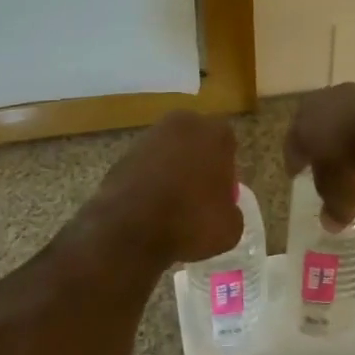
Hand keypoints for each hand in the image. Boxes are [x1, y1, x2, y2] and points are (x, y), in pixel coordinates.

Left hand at [90, 112, 241, 265]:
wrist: (129, 230)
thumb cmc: (189, 221)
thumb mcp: (230, 227)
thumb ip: (231, 209)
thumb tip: (223, 209)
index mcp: (214, 133)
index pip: (227, 144)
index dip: (226, 170)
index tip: (221, 194)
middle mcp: (182, 125)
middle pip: (196, 141)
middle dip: (198, 162)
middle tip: (198, 196)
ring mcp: (149, 136)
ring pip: (169, 151)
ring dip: (172, 170)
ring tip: (171, 205)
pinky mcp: (124, 153)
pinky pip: (146, 165)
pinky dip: (149, 180)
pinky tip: (149, 207)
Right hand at [285, 83, 354, 225]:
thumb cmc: (353, 162)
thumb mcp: (339, 195)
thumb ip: (334, 208)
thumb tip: (331, 222)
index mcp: (305, 123)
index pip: (294, 144)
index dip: (296, 162)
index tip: (297, 174)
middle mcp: (330, 104)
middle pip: (329, 135)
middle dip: (335, 160)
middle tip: (338, 181)